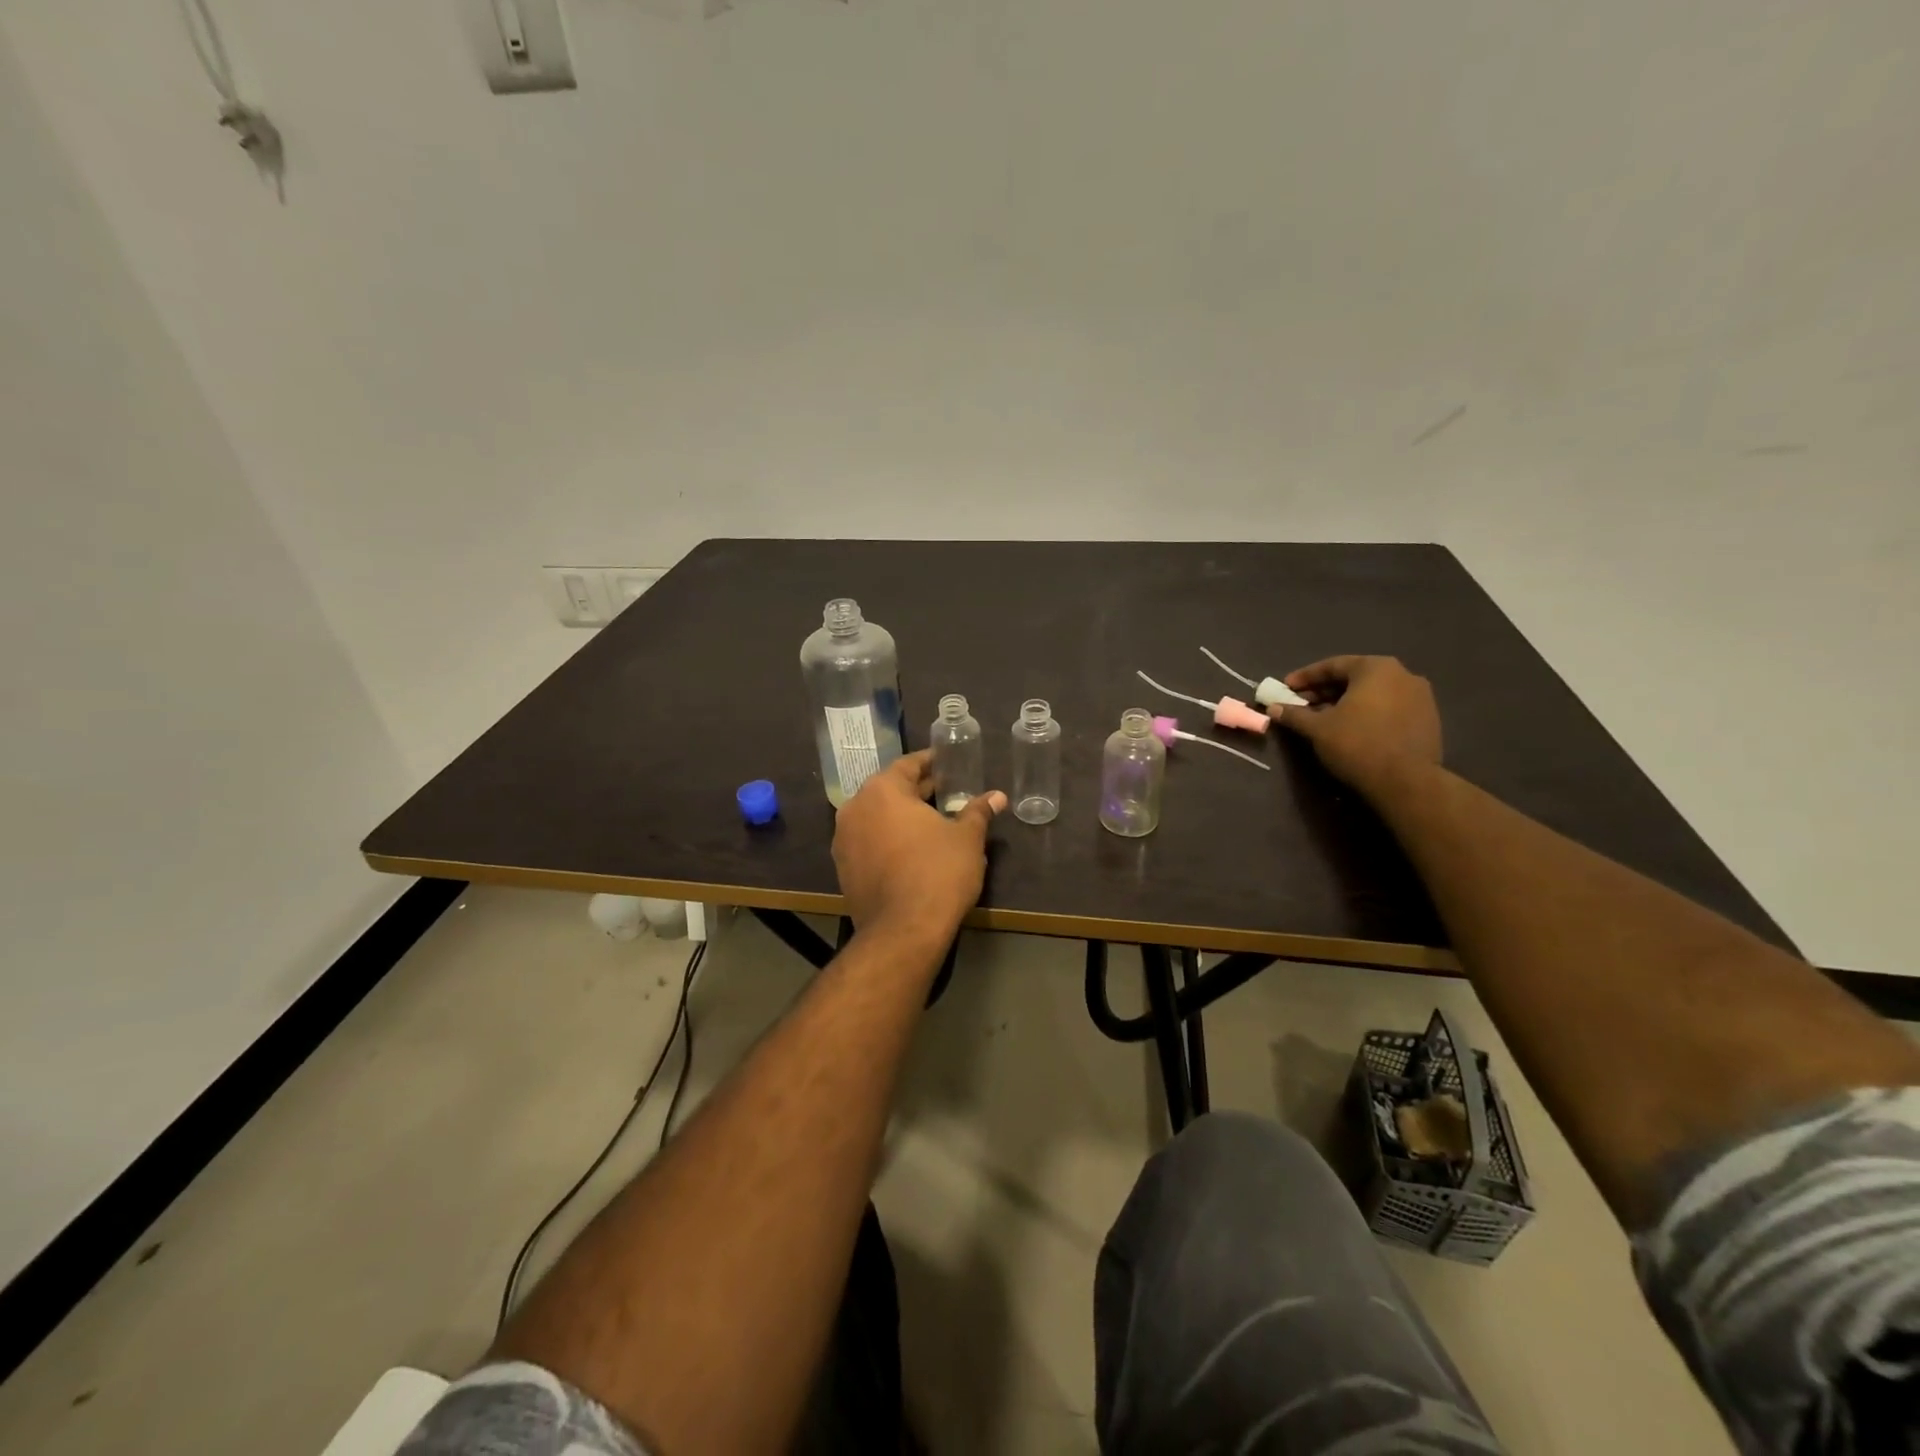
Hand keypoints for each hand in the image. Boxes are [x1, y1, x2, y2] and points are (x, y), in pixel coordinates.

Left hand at [832, 752, 1005, 950]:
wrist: (903, 931)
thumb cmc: (938, 872)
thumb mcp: (966, 839)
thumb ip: (978, 812)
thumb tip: (997, 797)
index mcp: (882, 791)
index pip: (908, 765)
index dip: (931, 763)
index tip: (948, 763)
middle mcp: (855, 809)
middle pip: (890, 790)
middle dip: (918, 791)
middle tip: (947, 791)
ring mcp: (844, 841)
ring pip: (877, 817)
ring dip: (902, 816)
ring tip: (932, 821)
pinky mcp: (844, 869)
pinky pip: (870, 842)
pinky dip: (889, 839)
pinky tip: (913, 850)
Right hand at [1272, 655, 1441, 795]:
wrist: (1406, 781)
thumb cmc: (1357, 744)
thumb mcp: (1317, 728)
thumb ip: (1294, 714)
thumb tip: (1273, 708)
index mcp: (1376, 668)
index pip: (1333, 665)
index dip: (1305, 677)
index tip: (1286, 688)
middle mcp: (1403, 674)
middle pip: (1355, 678)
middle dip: (1325, 691)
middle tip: (1302, 704)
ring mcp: (1421, 697)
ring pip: (1373, 693)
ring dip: (1346, 703)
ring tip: (1324, 719)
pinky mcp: (1428, 719)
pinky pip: (1389, 708)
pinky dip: (1367, 713)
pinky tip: (1352, 730)